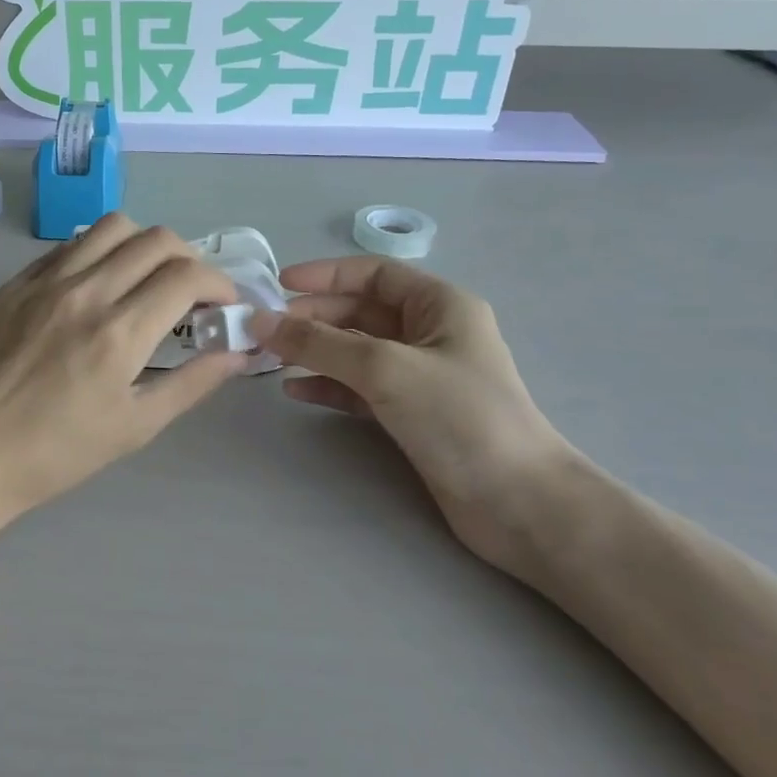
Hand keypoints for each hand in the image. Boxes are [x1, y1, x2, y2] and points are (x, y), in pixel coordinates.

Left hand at [0, 215, 247, 521]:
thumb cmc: (56, 452)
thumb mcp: (134, 426)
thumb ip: (193, 383)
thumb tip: (239, 352)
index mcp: (119, 331)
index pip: (187, 275)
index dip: (219, 283)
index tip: (222, 304)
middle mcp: (86, 291)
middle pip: (156, 239)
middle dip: (188, 260)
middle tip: (188, 294)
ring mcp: (45, 281)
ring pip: (111, 227)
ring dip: (143, 245)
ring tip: (143, 279)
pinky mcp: (16, 282)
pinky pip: (68, 244)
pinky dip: (98, 252)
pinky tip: (96, 284)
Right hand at [260, 259, 573, 573]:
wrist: (516, 502)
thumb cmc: (458, 416)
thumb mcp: (385, 367)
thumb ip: (319, 343)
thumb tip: (261, 321)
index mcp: (439, 305)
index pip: (374, 274)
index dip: (325, 275)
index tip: (278, 286)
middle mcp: (430, 333)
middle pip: (360, 311)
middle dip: (314, 317)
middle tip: (266, 330)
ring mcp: (421, 376)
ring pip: (356, 351)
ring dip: (315, 352)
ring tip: (271, 358)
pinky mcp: (411, 414)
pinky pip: (360, 388)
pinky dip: (329, 386)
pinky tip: (296, 390)